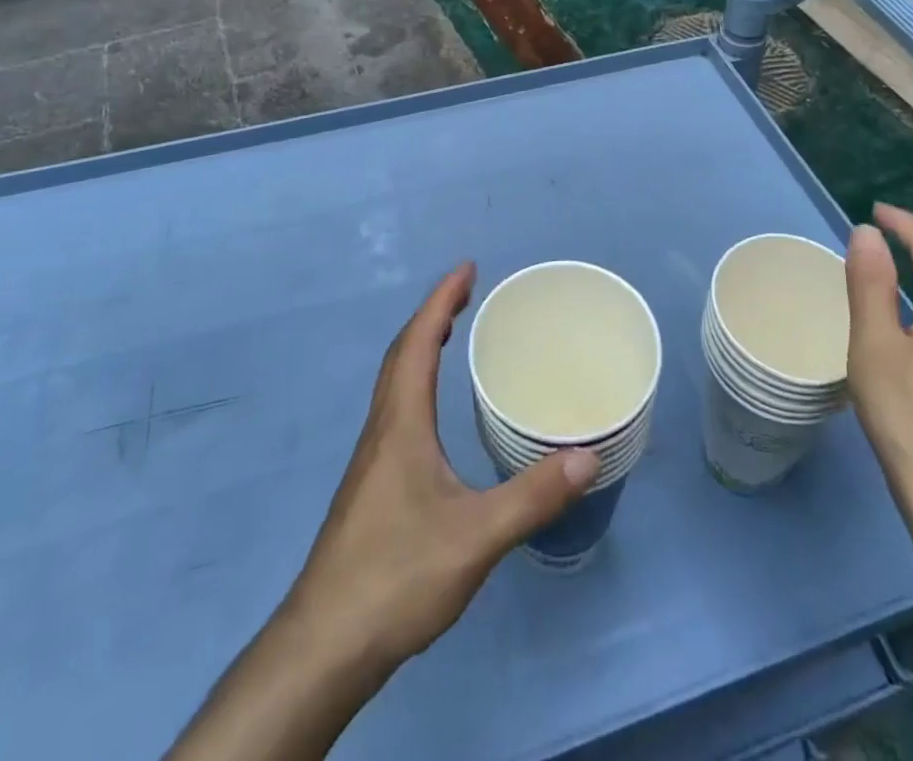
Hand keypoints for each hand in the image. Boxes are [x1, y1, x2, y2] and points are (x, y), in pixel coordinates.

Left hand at [167, 263, 597, 760]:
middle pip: (401, 353)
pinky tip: (434, 411)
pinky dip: (416, 381)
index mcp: (401, 422)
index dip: (441, 299)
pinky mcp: (371, 485)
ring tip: (452, 334)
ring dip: (421, 346)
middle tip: (467, 292)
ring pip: (394, 382)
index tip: (467, 268)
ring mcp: (372, 458)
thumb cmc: (397, 575)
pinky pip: (396, 408)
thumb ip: (533, 496)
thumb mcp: (476, 536)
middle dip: (433, 314)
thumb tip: (586, 455)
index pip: (418, 342)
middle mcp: (382, 428)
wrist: (325, 644)